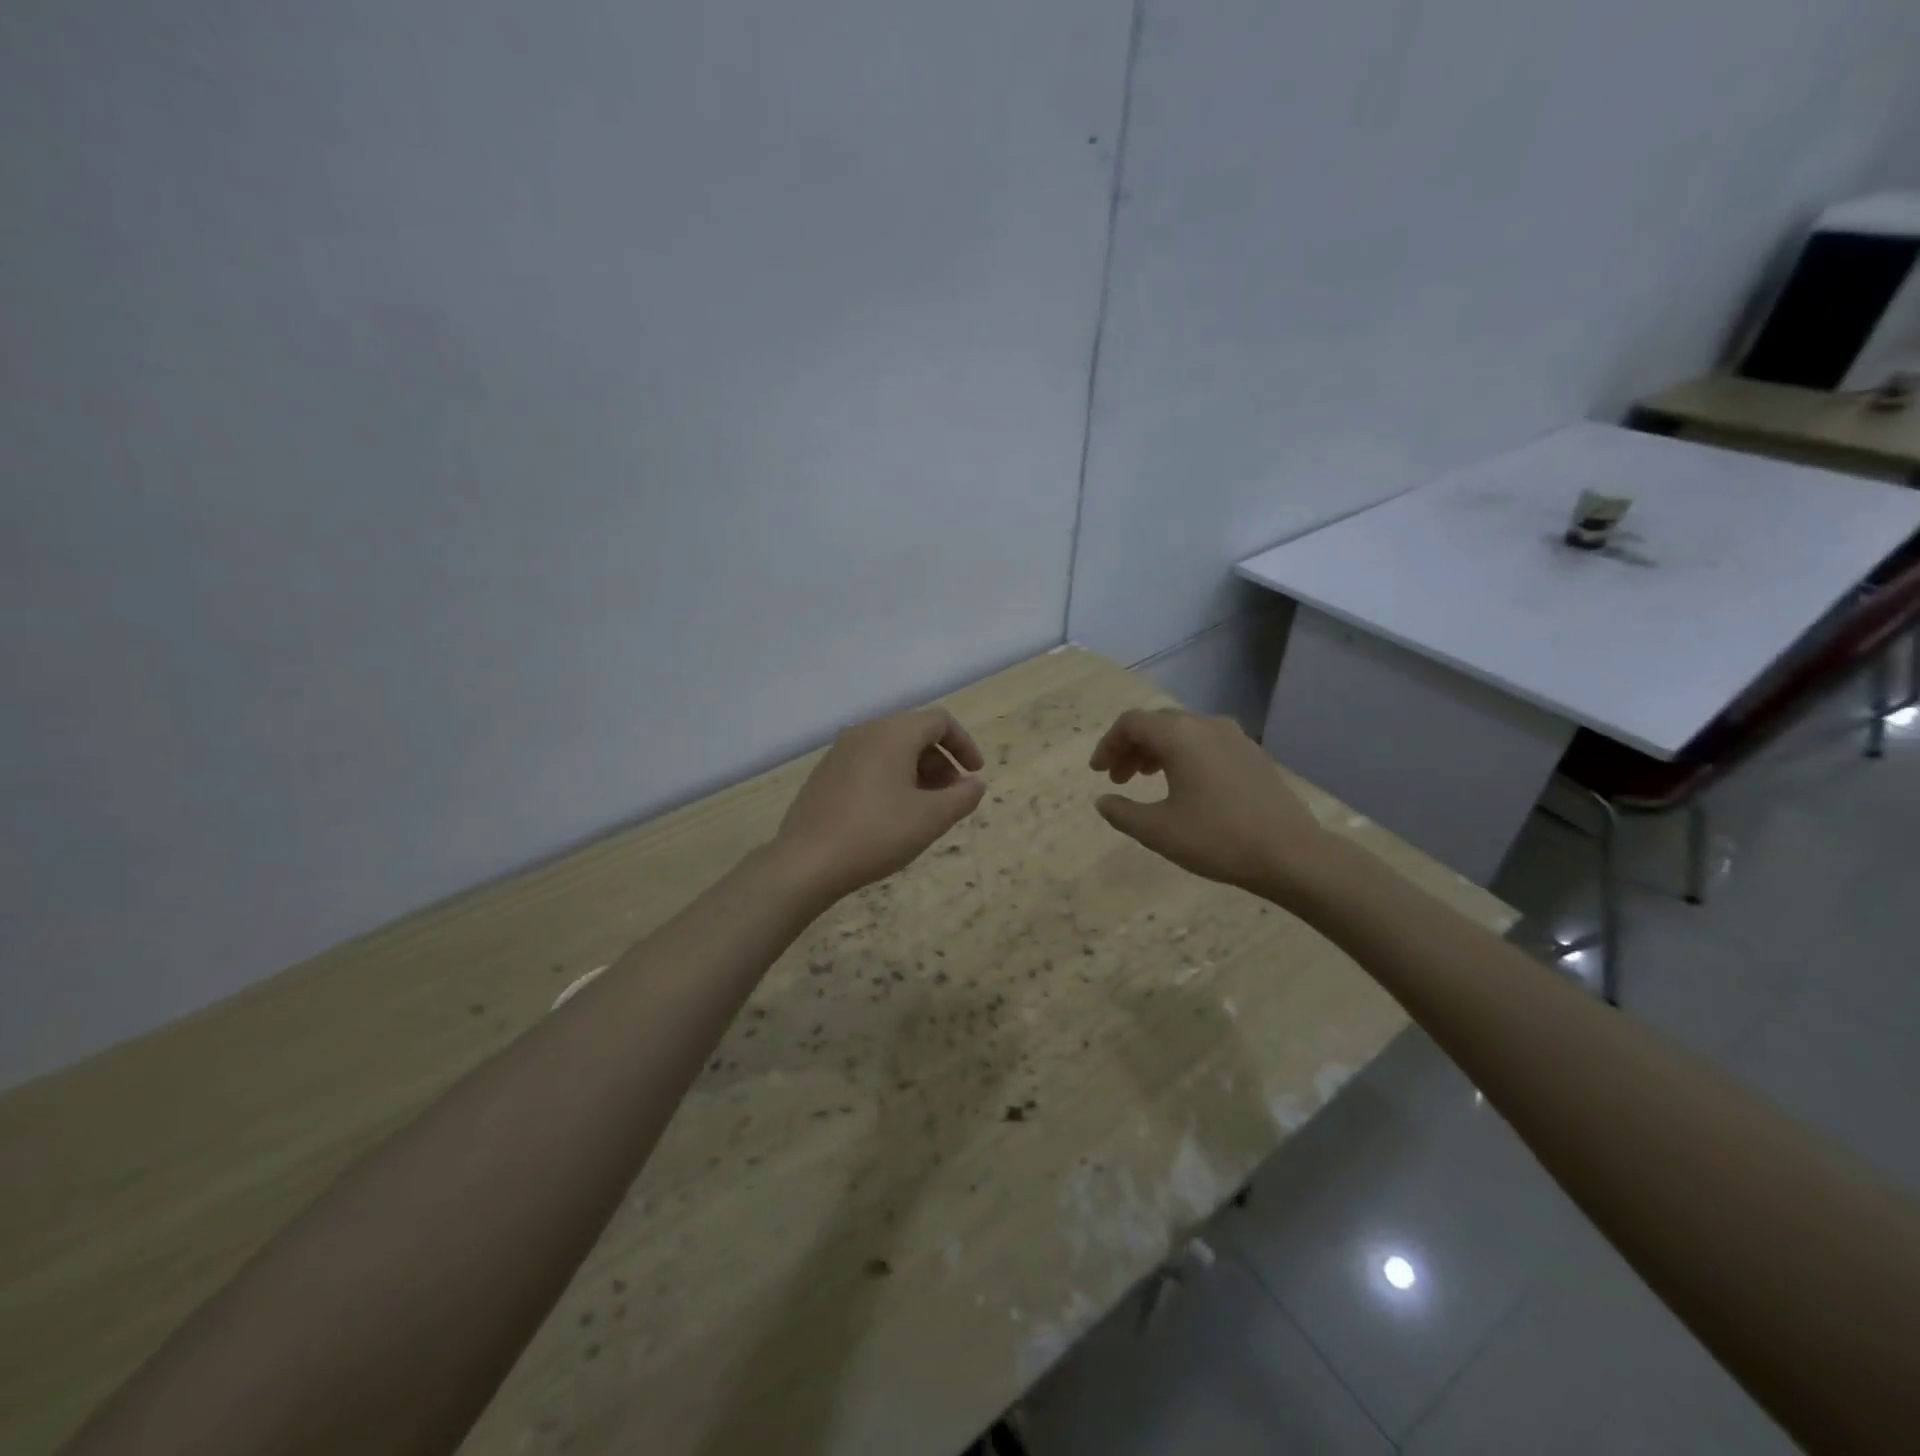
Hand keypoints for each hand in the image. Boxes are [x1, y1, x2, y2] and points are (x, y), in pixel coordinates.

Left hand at [773, 707, 986, 901]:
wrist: (806, 861)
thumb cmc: (876, 834)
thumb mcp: (931, 818)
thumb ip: (962, 797)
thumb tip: (974, 784)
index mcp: (892, 733)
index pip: (939, 721)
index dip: (964, 744)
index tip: (975, 774)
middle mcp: (864, 731)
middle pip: (914, 732)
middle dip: (940, 761)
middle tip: (951, 796)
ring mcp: (839, 751)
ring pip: (889, 748)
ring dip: (916, 770)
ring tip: (924, 808)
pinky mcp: (824, 773)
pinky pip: (868, 762)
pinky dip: (890, 777)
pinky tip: (890, 813)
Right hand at [1088, 708, 1329, 901]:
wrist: (1291, 853)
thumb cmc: (1216, 838)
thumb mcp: (1157, 830)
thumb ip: (1122, 812)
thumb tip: (1103, 801)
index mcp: (1179, 735)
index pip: (1131, 723)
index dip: (1108, 744)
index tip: (1098, 773)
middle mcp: (1206, 725)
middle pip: (1157, 723)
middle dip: (1131, 748)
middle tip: (1118, 778)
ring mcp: (1234, 737)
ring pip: (1183, 732)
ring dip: (1157, 751)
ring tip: (1147, 781)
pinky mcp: (1252, 754)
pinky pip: (1206, 743)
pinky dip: (1184, 756)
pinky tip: (1185, 787)